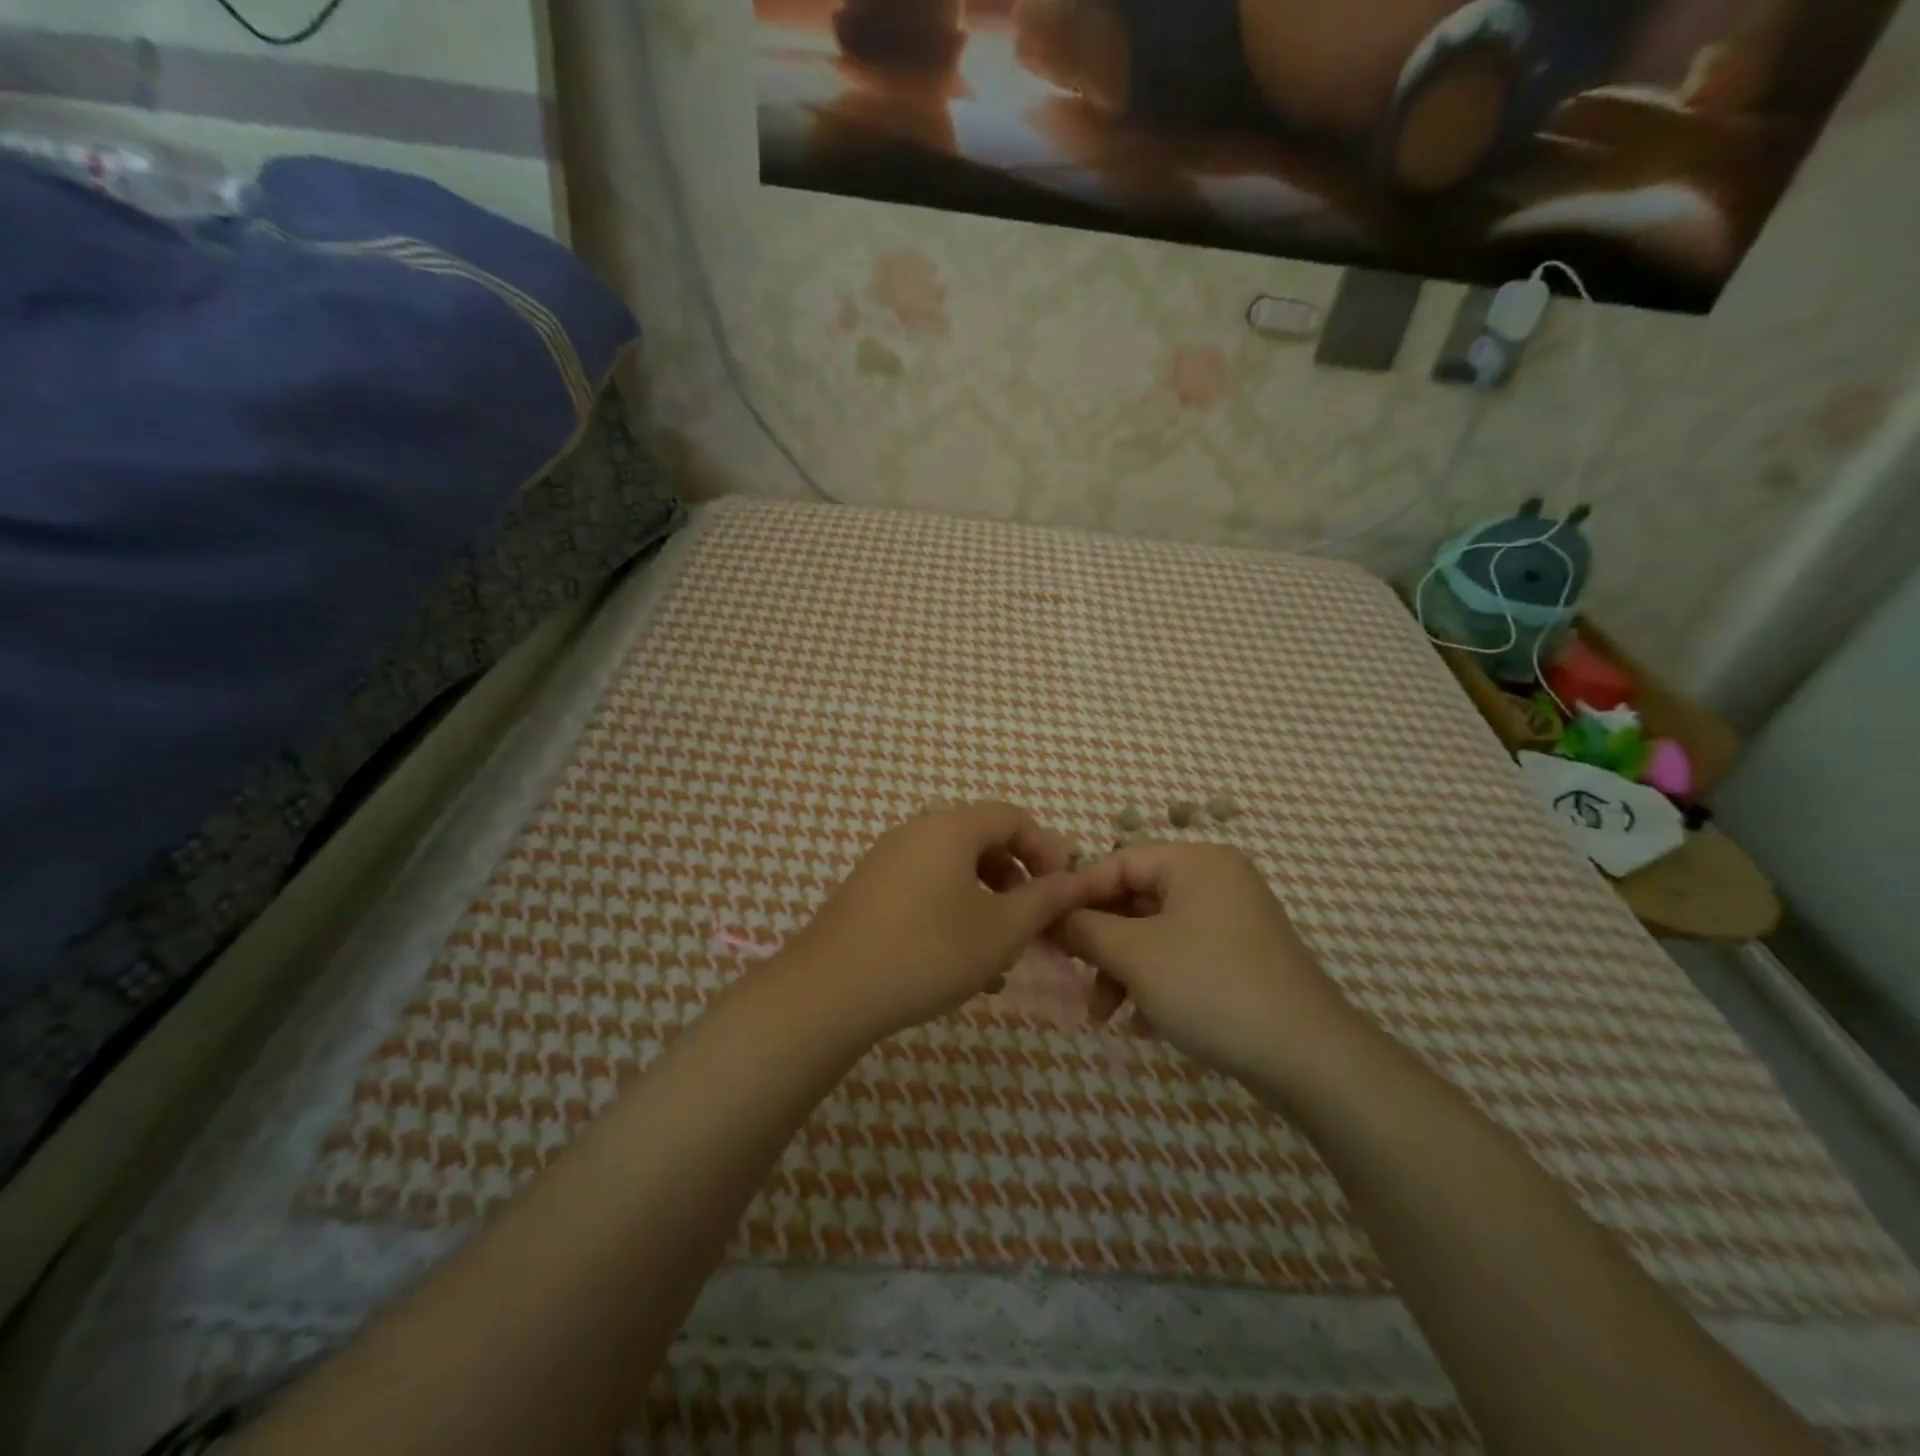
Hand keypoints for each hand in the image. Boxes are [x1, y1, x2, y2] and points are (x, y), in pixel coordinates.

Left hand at [784, 801, 1088, 1041]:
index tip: (1062, 891)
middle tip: (1032, 923)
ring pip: (953, 870)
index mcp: (950, 828)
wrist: (830, 990)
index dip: (1047, 849)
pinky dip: (952, 912)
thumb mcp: (1001, 930)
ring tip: (999, 953)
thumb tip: (1078, 880)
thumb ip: (1044, 900)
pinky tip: (958, 962)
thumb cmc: (929, 951)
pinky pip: (925, 888)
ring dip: (986, 902)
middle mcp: (916, 832)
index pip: (1012, 817)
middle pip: (982, 841)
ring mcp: (887, 860)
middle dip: (1016, 880)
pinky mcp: (868, 890)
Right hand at [1057, 842, 1360, 1087]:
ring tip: (1102, 1017)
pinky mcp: (1242, 959)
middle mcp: (1216, 881)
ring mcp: (1233, 921)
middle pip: (1135, 901)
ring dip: (1122, 972)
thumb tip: (1049, 915)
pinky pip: (1182, 958)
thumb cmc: (1211, 987)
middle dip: (1099, 944)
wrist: (1310, 1058)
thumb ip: (1084, 928)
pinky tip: (1141, 1025)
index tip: (1043, 928)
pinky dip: (1154, 984)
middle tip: (1068, 975)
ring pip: (1155, 935)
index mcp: (1196, 862)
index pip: (1118, 863)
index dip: (1077, 895)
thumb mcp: (1134, 955)